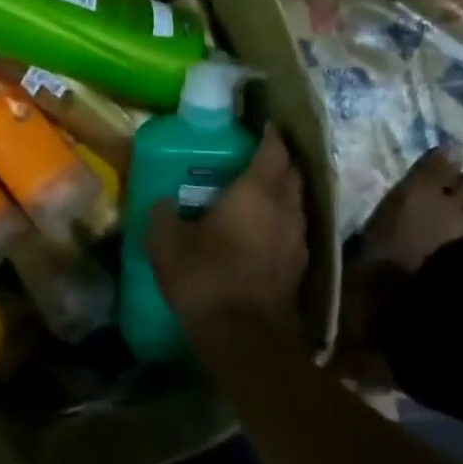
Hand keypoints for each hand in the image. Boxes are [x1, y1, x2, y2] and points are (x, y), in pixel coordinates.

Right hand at [145, 129, 309, 341]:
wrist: (246, 340)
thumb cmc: (206, 277)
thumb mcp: (166, 242)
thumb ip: (163, 215)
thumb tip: (163, 203)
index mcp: (256, 193)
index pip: (273, 151)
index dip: (270, 134)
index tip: (261, 123)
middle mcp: (285, 210)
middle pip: (292, 173)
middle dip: (279, 159)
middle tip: (256, 153)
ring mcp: (298, 241)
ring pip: (296, 203)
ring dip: (283, 191)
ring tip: (258, 189)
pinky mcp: (299, 269)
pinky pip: (293, 230)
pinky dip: (281, 220)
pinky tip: (262, 230)